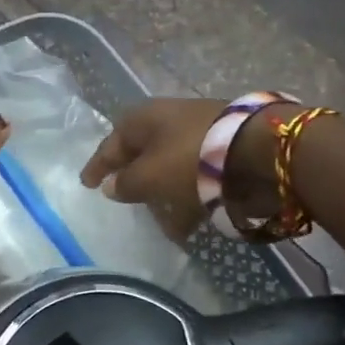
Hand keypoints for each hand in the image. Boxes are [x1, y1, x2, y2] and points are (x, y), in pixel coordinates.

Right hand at [80, 98, 284, 237]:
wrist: (258, 149)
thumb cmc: (188, 159)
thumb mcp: (148, 176)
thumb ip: (126, 184)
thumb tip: (112, 186)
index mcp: (144, 118)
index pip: (112, 142)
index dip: (98, 165)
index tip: (87, 184)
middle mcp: (169, 120)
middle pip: (143, 153)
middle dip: (134, 179)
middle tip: (125, 201)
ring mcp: (199, 133)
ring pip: (171, 167)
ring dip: (163, 195)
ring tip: (162, 225)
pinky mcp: (224, 150)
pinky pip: (196, 178)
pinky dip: (188, 199)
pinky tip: (189, 226)